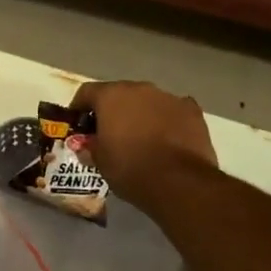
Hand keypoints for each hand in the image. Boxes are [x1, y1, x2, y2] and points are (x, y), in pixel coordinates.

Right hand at [70, 79, 219, 213]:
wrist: (180, 182)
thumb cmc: (130, 168)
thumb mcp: (100, 162)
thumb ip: (91, 147)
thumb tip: (87, 145)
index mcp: (110, 96)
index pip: (87, 92)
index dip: (79, 107)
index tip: (78, 124)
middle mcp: (139, 88)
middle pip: (119, 94)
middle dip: (113, 110)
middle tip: (110, 132)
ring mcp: (168, 97)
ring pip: (148, 101)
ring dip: (141, 113)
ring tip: (141, 137)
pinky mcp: (192, 111)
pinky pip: (173, 110)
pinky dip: (168, 120)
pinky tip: (168, 138)